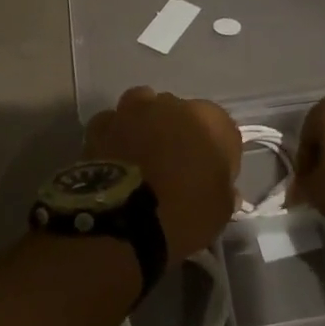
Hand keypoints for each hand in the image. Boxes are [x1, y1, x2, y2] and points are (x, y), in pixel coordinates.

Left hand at [84, 87, 240, 260]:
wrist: (123, 221)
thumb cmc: (184, 213)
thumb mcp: (220, 210)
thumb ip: (224, 190)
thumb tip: (223, 188)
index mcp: (210, 120)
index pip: (222, 129)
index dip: (217, 153)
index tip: (210, 176)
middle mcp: (171, 104)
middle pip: (180, 113)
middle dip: (179, 133)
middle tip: (175, 166)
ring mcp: (132, 111)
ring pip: (143, 107)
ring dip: (145, 124)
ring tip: (143, 154)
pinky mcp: (100, 125)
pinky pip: (112, 123)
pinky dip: (115, 134)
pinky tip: (116, 155)